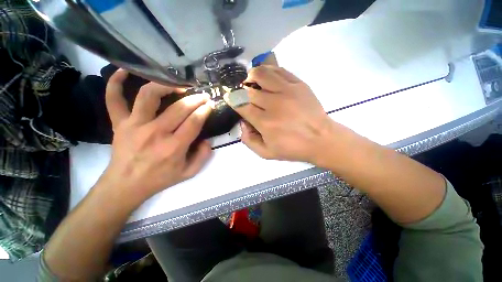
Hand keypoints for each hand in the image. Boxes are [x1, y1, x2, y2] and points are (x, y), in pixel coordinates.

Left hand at [102, 70, 212, 201]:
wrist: (126, 185)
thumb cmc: (160, 179)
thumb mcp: (188, 173)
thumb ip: (203, 157)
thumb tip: (207, 140)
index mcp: (173, 147)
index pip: (194, 122)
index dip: (204, 111)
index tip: (210, 105)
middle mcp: (155, 133)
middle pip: (179, 108)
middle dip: (195, 99)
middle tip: (203, 95)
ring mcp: (134, 125)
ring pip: (148, 96)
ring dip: (166, 86)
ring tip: (177, 85)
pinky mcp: (119, 123)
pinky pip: (113, 98)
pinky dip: (116, 82)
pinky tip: (125, 71)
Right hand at [224, 65, 345, 164]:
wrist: (321, 139)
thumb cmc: (293, 148)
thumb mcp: (266, 153)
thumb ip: (249, 140)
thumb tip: (242, 123)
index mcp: (265, 122)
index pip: (241, 105)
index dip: (234, 101)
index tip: (233, 101)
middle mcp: (274, 104)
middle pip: (249, 90)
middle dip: (242, 92)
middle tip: (244, 96)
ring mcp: (287, 91)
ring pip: (261, 73)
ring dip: (252, 77)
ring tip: (253, 83)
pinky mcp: (298, 84)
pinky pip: (278, 70)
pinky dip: (268, 71)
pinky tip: (267, 79)